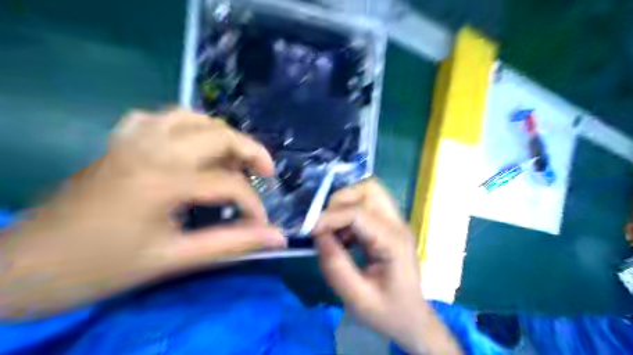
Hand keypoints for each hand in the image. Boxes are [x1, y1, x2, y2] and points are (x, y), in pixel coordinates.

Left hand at [0, 109, 285, 319]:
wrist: (26, 265)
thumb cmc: (103, 266)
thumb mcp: (174, 260)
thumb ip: (232, 245)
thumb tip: (278, 238)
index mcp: (164, 180)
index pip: (230, 184)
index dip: (254, 205)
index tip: (260, 225)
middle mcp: (152, 148)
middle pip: (220, 134)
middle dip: (252, 153)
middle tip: (264, 176)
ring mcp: (133, 139)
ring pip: (193, 117)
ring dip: (221, 135)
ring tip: (233, 158)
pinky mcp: (120, 141)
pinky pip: (159, 117)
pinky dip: (185, 125)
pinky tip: (190, 143)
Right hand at [315, 181, 460, 354]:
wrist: (412, 319)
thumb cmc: (388, 312)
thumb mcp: (357, 298)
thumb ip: (335, 266)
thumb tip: (317, 235)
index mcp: (393, 242)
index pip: (358, 213)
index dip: (330, 217)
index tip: (311, 232)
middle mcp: (397, 224)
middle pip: (369, 189)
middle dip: (340, 200)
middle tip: (325, 225)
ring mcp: (395, 222)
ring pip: (368, 192)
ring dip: (345, 205)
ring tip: (334, 230)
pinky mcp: (389, 225)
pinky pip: (367, 204)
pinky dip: (349, 213)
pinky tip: (344, 236)